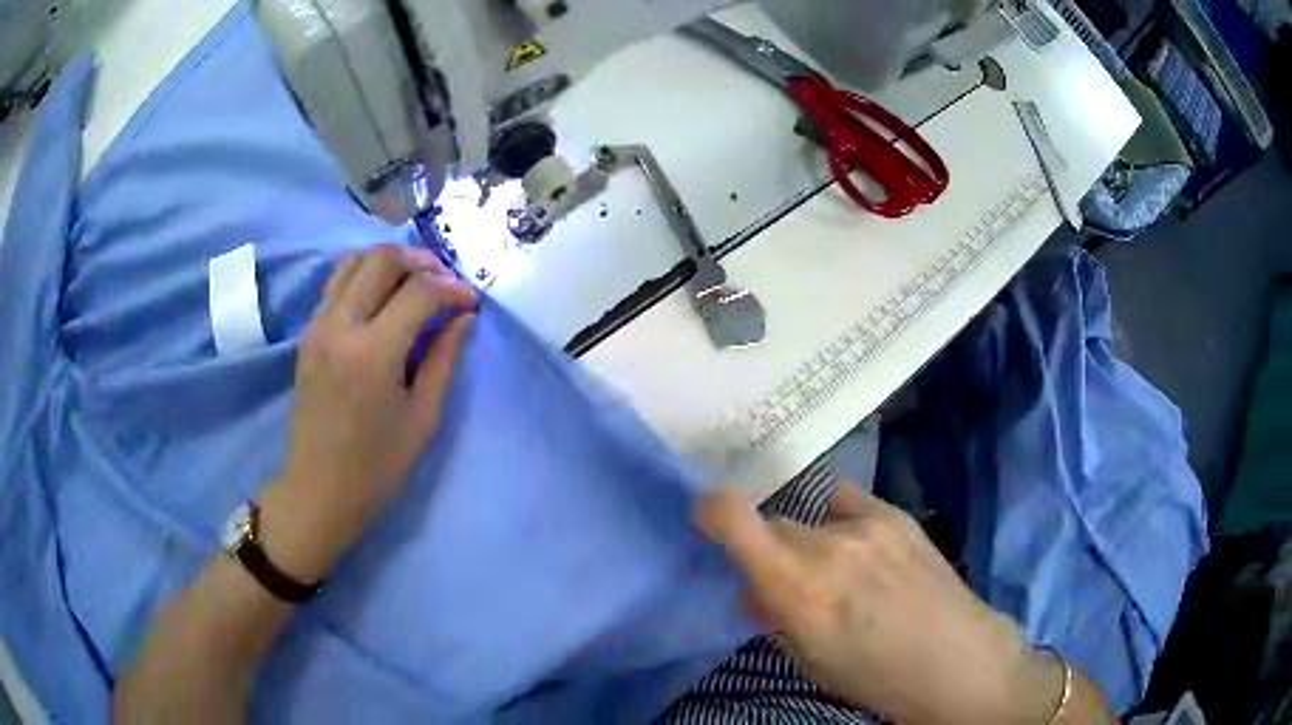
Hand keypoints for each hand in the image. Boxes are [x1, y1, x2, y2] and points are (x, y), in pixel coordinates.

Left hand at [262, 244, 476, 581]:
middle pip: (382, 260)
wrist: (318, 489)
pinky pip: (336, 282)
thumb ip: (444, 359)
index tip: (471, 302)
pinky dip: (364, 275)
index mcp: (373, 353)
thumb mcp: (422, 418)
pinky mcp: (309, 333)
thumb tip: (465, 317)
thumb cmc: (376, 466)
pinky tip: (383, 298)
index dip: (452, 288)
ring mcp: (319, 326)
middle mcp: (341, 326)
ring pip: (354, 261)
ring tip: (414, 283)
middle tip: (444, 283)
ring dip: (389, 263)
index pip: (419, 291)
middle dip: (421, 262)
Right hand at [698, 486, 1064, 724]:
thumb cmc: (873, 675)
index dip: (711, 512)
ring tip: (838, 572)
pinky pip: (848, 504)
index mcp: (798, 589)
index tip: (707, 520)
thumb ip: (773, 616)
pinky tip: (862, 552)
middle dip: (769, 550)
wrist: (954, 657)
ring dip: (809, 543)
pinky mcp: (896, 514)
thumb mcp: (808, 659)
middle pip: (773, 524)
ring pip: (810, 518)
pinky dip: (841, 524)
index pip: (735, 520)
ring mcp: (866, 523)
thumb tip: (752, 589)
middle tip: (789, 580)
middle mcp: (828, 545)